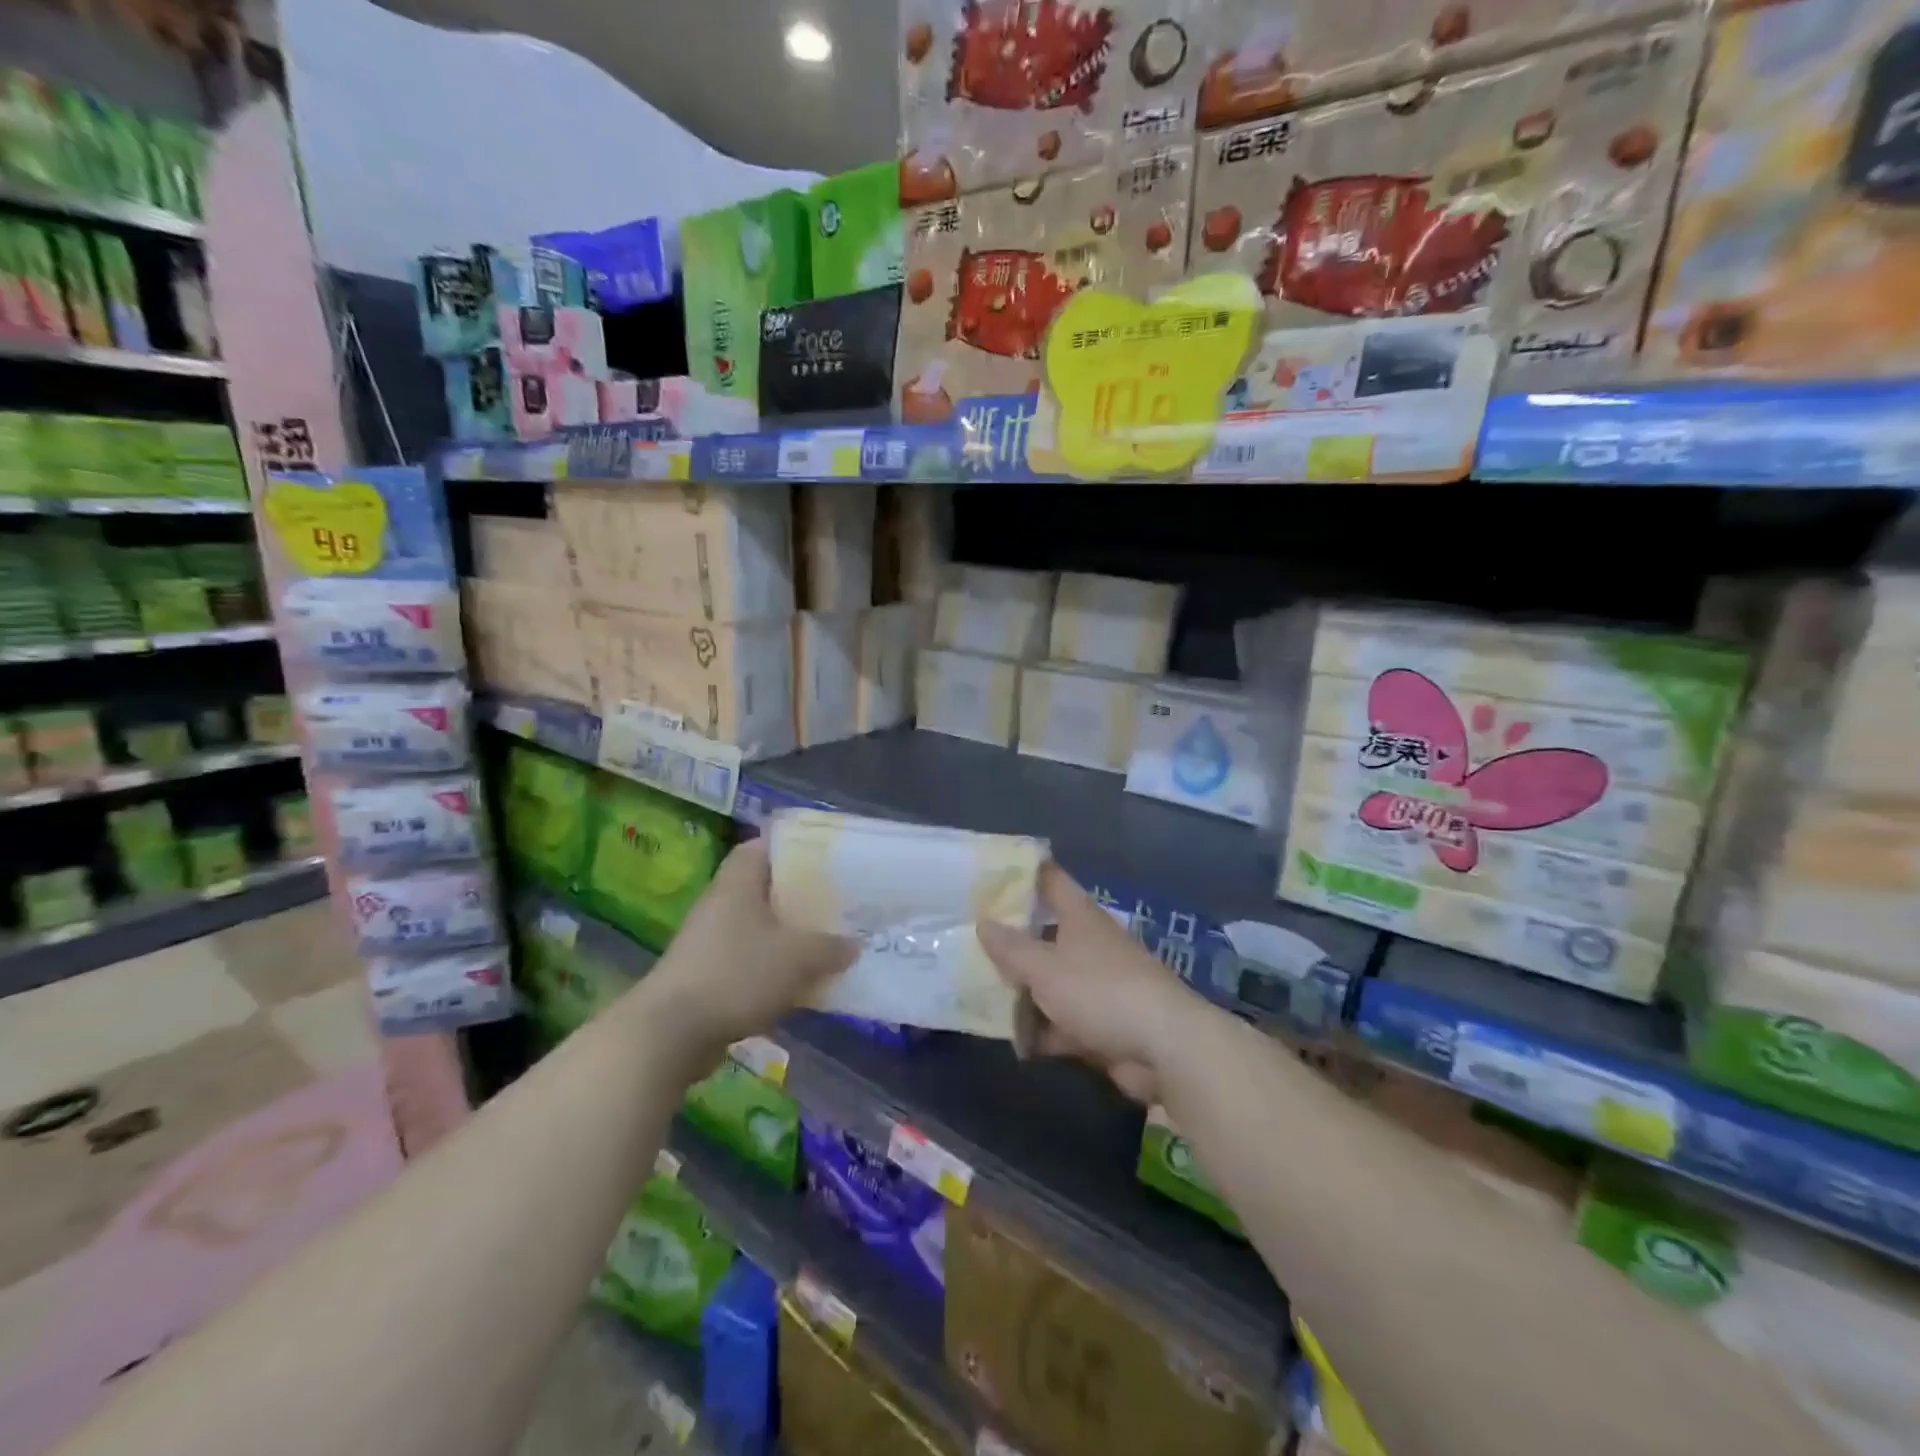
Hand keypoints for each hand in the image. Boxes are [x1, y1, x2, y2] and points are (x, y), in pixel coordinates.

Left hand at [635, 840, 854, 1063]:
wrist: (671, 1033)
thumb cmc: (737, 973)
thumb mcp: (797, 957)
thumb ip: (830, 947)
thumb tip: (852, 945)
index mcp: (738, 882)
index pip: (764, 846)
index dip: (794, 847)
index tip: (827, 858)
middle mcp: (722, 903)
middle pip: (766, 889)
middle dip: (801, 897)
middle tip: (838, 902)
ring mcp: (711, 941)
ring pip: (761, 928)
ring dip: (790, 936)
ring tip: (828, 943)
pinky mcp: (709, 975)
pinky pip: (751, 961)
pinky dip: (775, 968)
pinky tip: (803, 983)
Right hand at [977, 862, 1203, 1103]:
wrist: (1163, 1047)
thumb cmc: (1099, 991)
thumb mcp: (1045, 968)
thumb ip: (1011, 948)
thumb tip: (983, 923)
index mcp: (1080, 917)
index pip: (1050, 880)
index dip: (1023, 873)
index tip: (990, 873)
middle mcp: (1089, 944)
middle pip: (1045, 934)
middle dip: (1012, 941)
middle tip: (969, 942)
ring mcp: (1097, 984)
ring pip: (1051, 981)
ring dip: (1023, 992)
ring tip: (980, 996)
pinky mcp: (1102, 1023)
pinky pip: (1063, 1021)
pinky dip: (1043, 1030)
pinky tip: (1015, 1043)